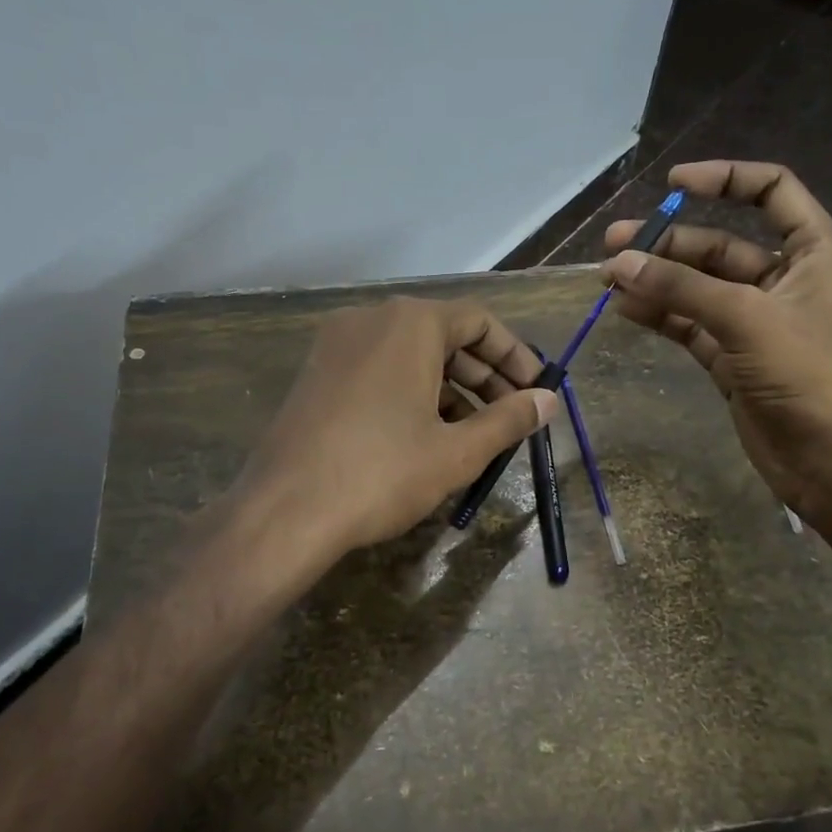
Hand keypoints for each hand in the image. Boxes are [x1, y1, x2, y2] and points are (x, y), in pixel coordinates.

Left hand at [239, 296, 556, 555]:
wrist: (284, 511)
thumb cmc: (381, 473)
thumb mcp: (456, 450)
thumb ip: (508, 419)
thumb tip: (548, 401)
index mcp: (409, 323)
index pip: (478, 321)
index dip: (515, 356)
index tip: (537, 390)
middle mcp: (371, 320)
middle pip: (444, 335)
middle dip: (484, 375)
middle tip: (512, 415)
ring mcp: (336, 345)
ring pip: (410, 354)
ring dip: (450, 388)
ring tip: (475, 433)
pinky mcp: (317, 374)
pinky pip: (379, 370)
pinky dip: (412, 392)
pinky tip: (427, 435)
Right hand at [601, 160, 831, 518]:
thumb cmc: (810, 374)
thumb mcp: (747, 318)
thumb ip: (682, 288)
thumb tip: (619, 264)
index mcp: (813, 251)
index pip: (770, 191)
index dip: (724, 179)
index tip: (672, 184)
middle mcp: (785, 280)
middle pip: (720, 245)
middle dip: (668, 243)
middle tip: (615, 246)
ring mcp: (756, 322)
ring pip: (698, 288)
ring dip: (657, 281)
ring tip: (607, 278)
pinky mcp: (734, 359)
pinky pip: (691, 325)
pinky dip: (661, 315)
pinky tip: (625, 309)